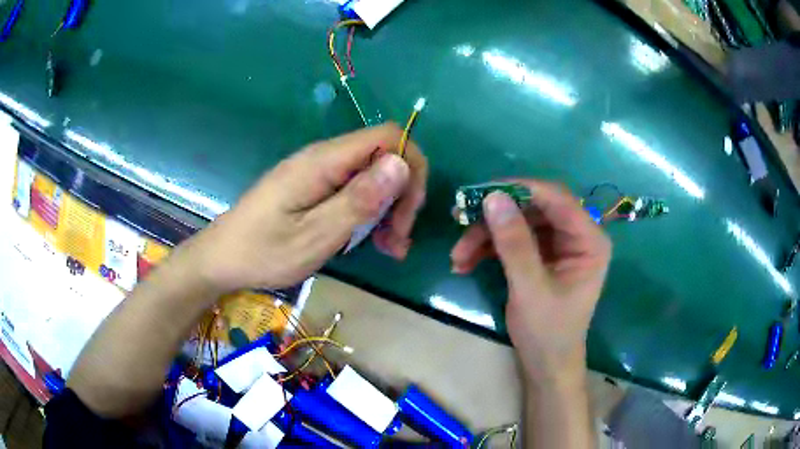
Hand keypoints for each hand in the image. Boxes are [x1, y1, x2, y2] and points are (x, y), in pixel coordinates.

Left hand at [189, 123, 426, 291]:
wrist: (223, 258)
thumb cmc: (264, 251)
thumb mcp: (315, 234)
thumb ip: (358, 199)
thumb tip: (401, 163)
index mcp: (323, 161)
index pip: (388, 136)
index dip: (410, 166)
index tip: (408, 212)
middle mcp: (324, 158)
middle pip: (383, 156)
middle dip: (402, 195)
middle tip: (398, 241)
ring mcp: (319, 172)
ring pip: (372, 176)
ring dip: (389, 209)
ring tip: (389, 248)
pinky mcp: (315, 187)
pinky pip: (355, 190)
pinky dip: (371, 213)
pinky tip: (373, 242)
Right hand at [450, 181, 610, 384]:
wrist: (546, 364)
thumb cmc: (548, 332)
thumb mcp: (530, 289)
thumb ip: (515, 244)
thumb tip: (493, 198)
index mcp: (589, 240)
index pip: (556, 199)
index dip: (520, 190)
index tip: (481, 193)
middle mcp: (576, 235)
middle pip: (533, 208)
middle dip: (496, 218)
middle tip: (461, 220)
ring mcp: (558, 244)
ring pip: (518, 222)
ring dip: (486, 236)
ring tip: (457, 256)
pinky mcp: (541, 255)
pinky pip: (513, 239)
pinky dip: (489, 248)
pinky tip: (465, 263)